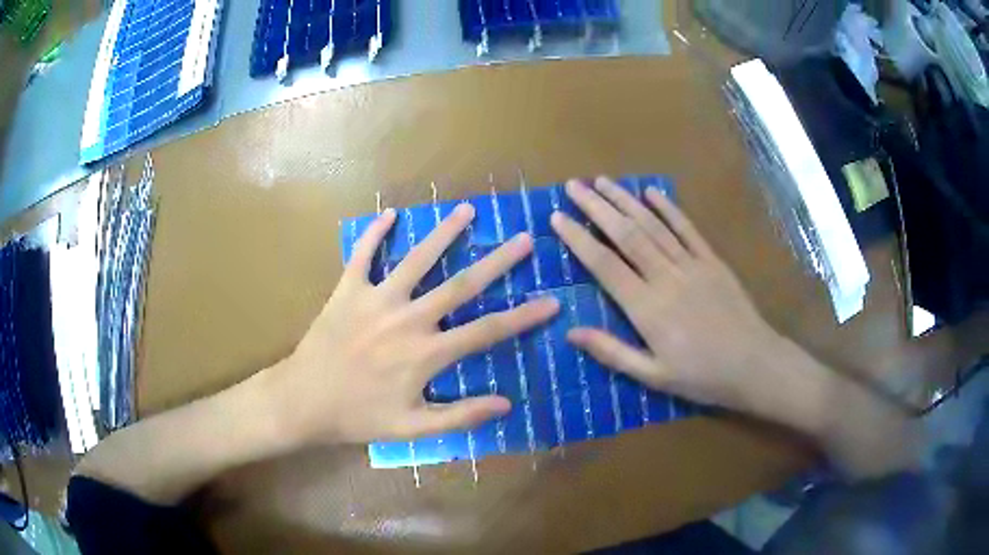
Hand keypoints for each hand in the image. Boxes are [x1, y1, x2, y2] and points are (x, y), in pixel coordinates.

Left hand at [268, 204, 558, 446]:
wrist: (304, 401)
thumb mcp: (413, 428)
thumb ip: (460, 416)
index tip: (552, 302)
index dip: (523, 317)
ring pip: (417, 259)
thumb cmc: (359, 417)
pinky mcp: (348, 290)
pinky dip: (374, 233)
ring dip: (444, 233)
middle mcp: (408, 318)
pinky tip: (389, 213)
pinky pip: (362, 255)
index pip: (487, 331)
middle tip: (524, 238)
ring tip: (467, 210)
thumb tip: (506, 404)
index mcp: (426, 353)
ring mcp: (376, 299)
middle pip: (461, 285)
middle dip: (498, 261)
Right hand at [552, 177, 920, 477]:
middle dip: (597, 207)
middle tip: (573, 186)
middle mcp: (666, 278)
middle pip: (626, 235)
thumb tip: (571, 331)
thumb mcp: (653, 376)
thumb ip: (612, 352)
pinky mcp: (712, 261)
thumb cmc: (702, 376)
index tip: (558, 218)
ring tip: (602, 181)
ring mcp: (691, 265)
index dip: (579, 239)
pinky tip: (652, 193)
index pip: (605, 265)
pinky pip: (687, 229)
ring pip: (653, 225)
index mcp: (648, 309)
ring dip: (626, 201)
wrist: (754, 365)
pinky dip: (669, 208)